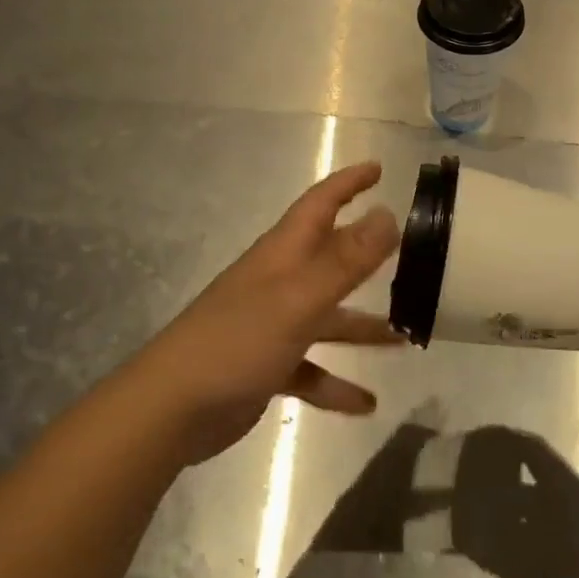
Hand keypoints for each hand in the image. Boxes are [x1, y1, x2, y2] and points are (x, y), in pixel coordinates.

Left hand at [131, 162, 401, 464]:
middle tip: (407, 252)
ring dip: (362, 327)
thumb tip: (389, 214)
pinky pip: (312, 368)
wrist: (171, 409)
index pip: (320, 204)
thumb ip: (346, 260)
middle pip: (329, 258)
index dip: (348, 183)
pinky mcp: (266, 365)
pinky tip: (366, 404)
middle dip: (365, 254)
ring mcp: (272, 324)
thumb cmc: (238, 340)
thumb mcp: (299, 298)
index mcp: (283, 254)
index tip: (378, 168)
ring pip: (327, 317)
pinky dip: (336, 383)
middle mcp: (280, 281)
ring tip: (404, 340)